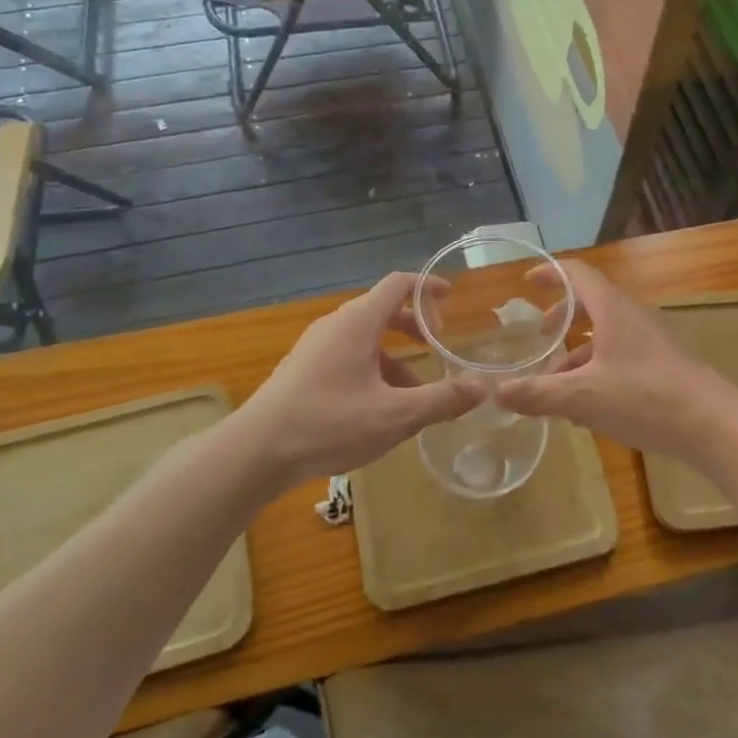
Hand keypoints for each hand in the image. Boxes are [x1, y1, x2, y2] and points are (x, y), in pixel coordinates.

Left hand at [235, 271, 482, 488]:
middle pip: (383, 312)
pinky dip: (372, 372)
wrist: (255, 453)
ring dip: (395, 358)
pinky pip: (347, 358)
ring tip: (414, 396)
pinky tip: (378, 411)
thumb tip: (483, 388)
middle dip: (415, 328)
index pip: (398, 285)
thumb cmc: (328, 424)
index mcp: (358, 323)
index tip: (450, 297)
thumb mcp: (394, 416)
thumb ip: (441, 400)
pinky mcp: (303, 370)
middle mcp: (335, 325)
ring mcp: (315, 347)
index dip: (427, 286)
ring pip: (365, 340)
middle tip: (439, 349)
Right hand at [496, 261, 727, 462]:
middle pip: (591, 303)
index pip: (577, 273)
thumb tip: (496, 393)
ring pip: (605, 334)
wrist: (712, 423)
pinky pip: (621, 355)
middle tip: (542, 337)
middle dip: (562, 317)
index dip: (551, 273)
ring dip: (578, 352)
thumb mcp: (583, 397)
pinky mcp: (662, 363)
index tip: (527, 282)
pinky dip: (597, 368)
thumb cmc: (644, 396)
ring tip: (556, 384)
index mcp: (612, 308)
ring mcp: (650, 339)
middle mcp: (631, 315)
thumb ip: (538, 394)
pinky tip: (587, 406)